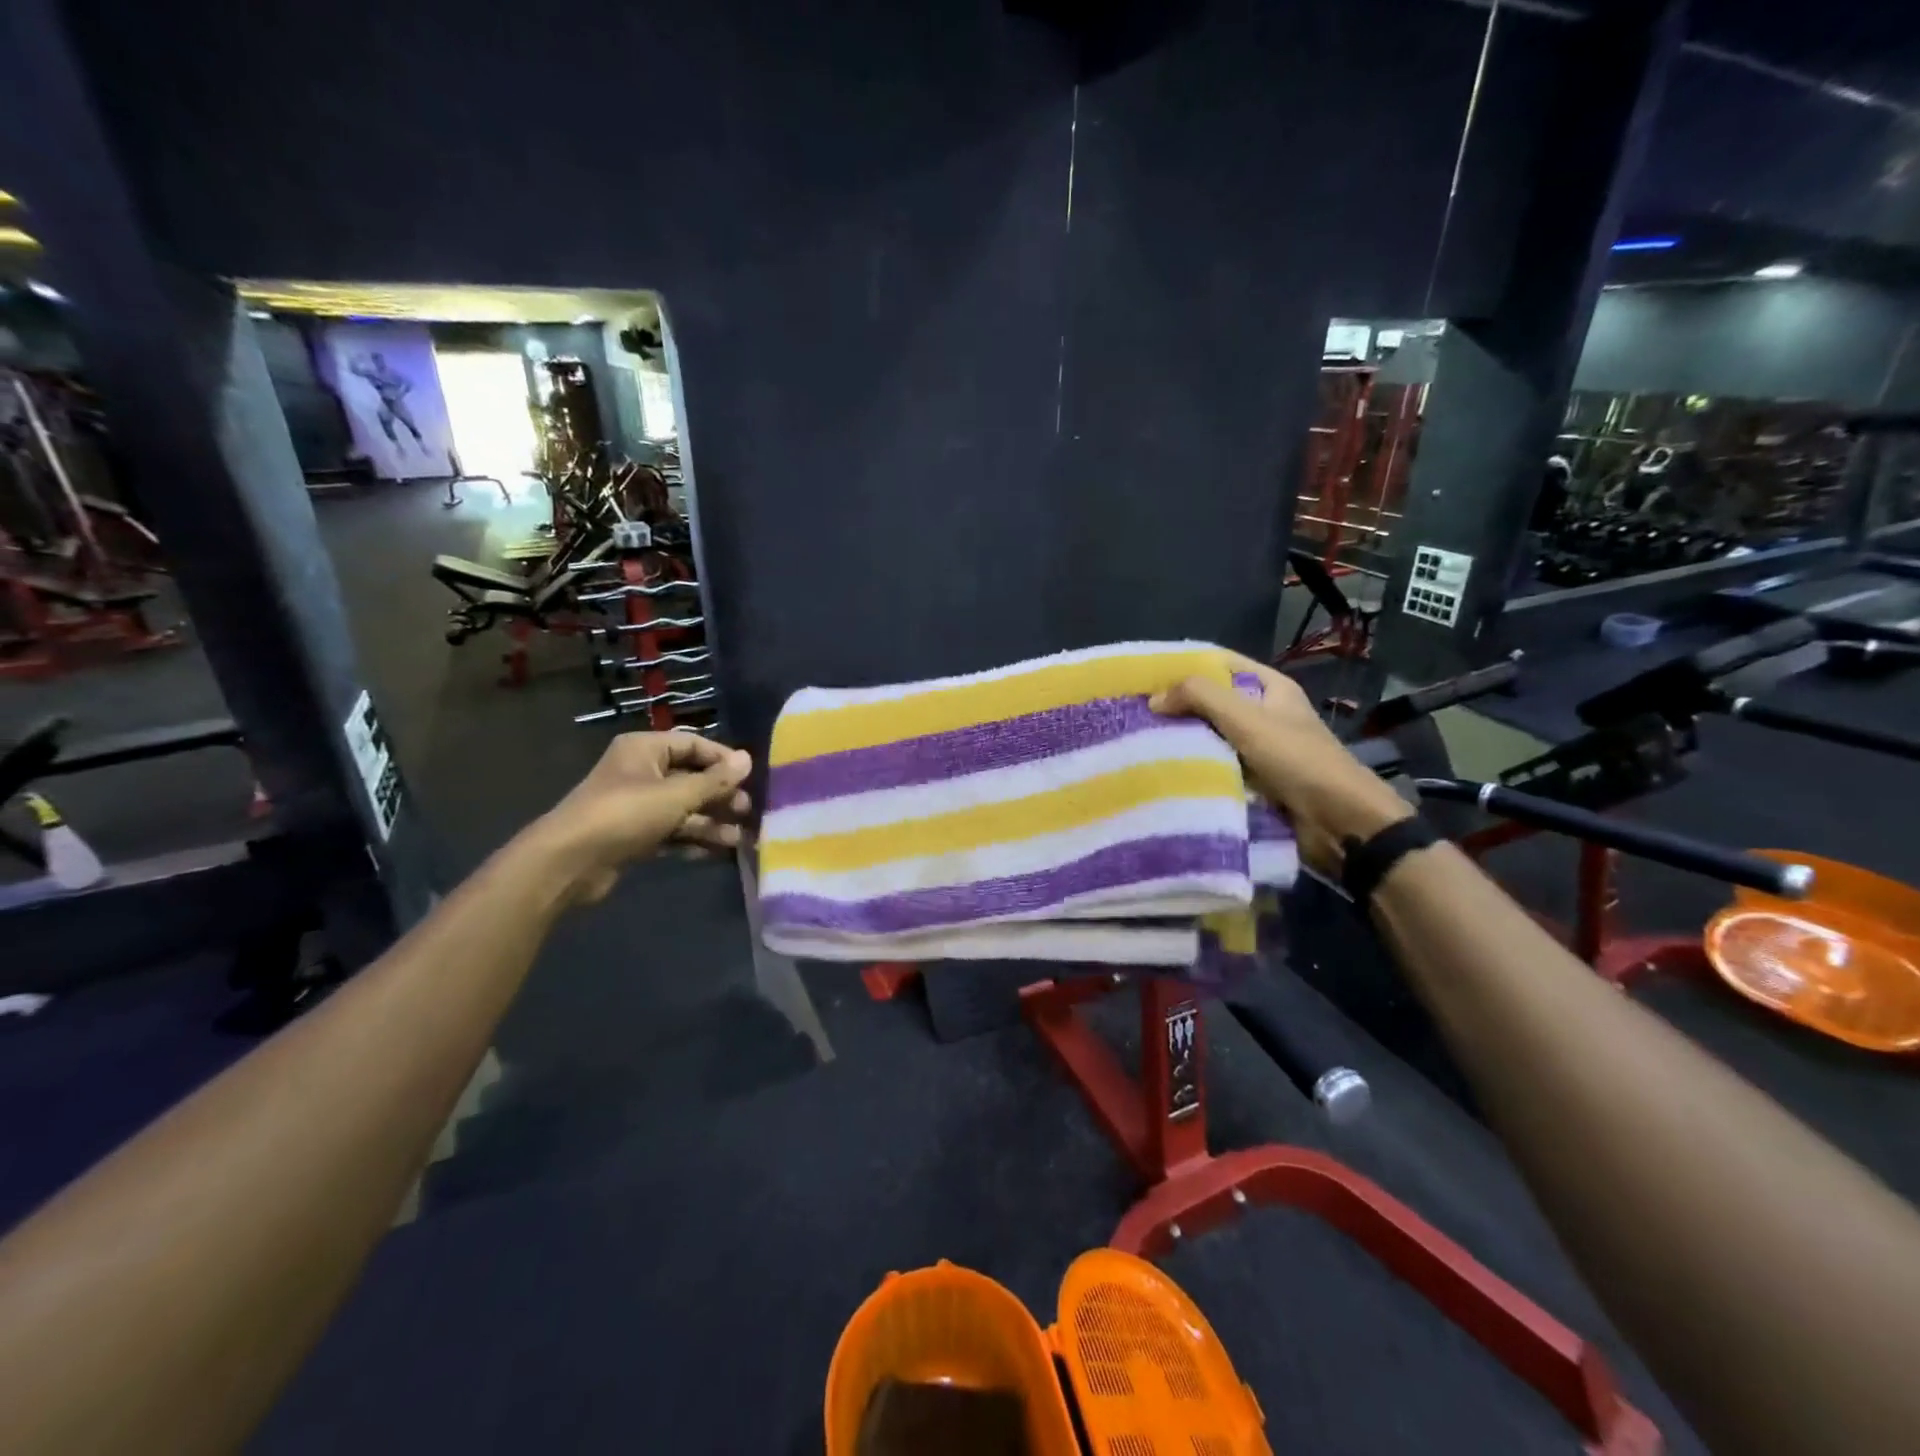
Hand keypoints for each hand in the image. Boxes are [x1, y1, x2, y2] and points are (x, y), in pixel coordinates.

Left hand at [530, 732, 753, 903]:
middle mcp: (640, 772)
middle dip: (719, 796)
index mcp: (645, 749)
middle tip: (746, 811)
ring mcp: (635, 806)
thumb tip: (748, 759)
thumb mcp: (676, 794)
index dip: (723, 760)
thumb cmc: (625, 814)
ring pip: (682, 809)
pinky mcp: (632, 836)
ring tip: (737, 839)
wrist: (569, 861)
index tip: (750, 778)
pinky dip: (691, 839)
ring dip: (709, 822)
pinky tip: (715, 852)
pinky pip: (670, 832)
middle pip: (690, 779)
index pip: (693, 744)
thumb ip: (714, 780)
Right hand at [1150, 653, 1412, 874]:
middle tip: (1135, 711)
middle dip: (1178, 705)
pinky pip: (1215, 767)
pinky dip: (1193, 768)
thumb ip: (1201, 697)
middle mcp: (1264, 715)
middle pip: (1213, 701)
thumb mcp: (1248, 718)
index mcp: (1271, 689)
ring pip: (1211, 737)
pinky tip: (1161, 771)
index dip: (1186, 664)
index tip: (1146, 674)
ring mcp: (1258, 750)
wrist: (1338, 822)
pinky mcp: (1253, 782)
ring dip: (1182, 740)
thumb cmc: (1297, 760)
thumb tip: (1154, 698)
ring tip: (1138, 741)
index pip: (1221, 663)